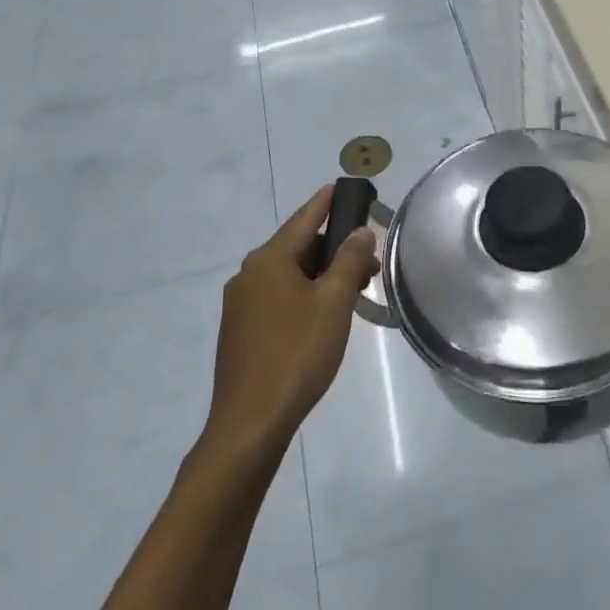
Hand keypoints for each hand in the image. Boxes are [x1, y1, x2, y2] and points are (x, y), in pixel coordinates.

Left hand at [202, 186, 377, 461]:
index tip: (342, 186)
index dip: (326, 202)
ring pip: (289, 275)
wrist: (249, 423)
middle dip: (333, 249)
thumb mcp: (333, 303)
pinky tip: (324, 315)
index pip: (304, 218)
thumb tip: (360, 232)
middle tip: (368, 260)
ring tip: (354, 290)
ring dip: (321, 275)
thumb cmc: (296, 354)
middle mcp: (249, 274)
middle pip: (297, 247)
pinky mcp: (240, 331)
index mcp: (268, 260)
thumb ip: (349, 261)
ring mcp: (241, 304)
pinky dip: (304, 294)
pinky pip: (277, 297)